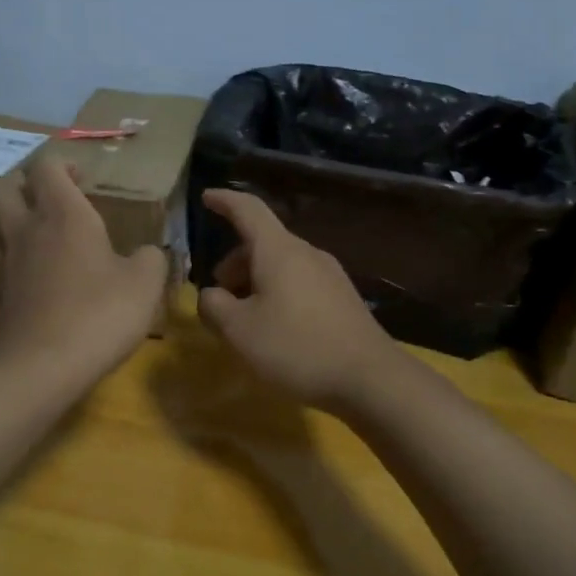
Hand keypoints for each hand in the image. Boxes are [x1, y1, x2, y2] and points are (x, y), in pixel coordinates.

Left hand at [0, 155, 168, 386]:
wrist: (40, 368)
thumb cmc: (98, 316)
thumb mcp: (144, 285)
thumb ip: (151, 259)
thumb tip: (149, 252)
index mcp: (63, 215)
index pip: (46, 167)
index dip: (62, 165)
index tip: (82, 180)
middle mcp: (24, 229)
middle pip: (0, 186)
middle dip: (21, 183)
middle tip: (46, 200)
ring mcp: (2, 261)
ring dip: (2, 216)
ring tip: (26, 229)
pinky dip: (1, 253)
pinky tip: (22, 270)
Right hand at [196, 190, 401, 410]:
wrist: (369, 378)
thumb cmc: (295, 347)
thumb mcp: (239, 331)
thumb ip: (213, 307)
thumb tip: (210, 296)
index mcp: (279, 251)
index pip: (248, 210)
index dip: (224, 201)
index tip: (206, 197)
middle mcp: (307, 254)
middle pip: (263, 243)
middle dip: (235, 262)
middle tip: (218, 295)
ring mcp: (330, 275)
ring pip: (282, 265)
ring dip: (255, 281)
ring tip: (243, 318)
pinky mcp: (342, 299)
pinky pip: (300, 283)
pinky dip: (277, 294)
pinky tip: (274, 328)